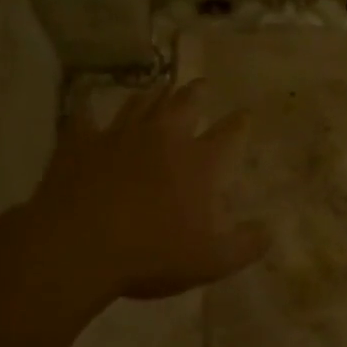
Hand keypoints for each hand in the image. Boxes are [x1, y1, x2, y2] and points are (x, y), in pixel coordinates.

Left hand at [29, 80, 269, 303]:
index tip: (245, 112)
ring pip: (140, 104)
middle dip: (196, 93)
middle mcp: (162, 138)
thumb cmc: (151, 255)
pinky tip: (87, 106)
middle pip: (183, 105)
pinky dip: (88, 111)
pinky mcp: (80, 143)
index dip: (239, 122)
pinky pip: (84, 118)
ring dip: (152, 95)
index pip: (227, 134)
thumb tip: (269, 231)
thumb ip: (245, 246)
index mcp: (198, 163)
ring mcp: (119, 136)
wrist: (78, 247)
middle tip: (201, 84)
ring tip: (159, 88)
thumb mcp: (211, 262)